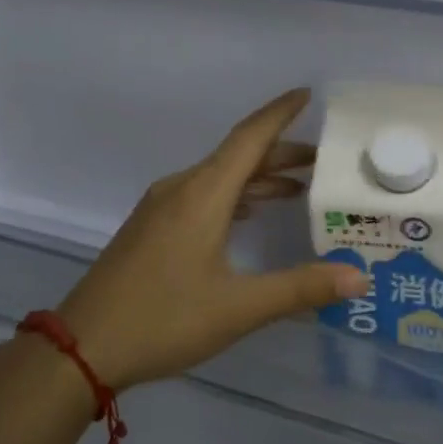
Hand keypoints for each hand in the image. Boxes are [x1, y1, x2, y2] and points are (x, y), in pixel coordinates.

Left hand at [55, 89, 369, 389]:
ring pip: (218, 178)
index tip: (308, 94)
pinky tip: (246, 217)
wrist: (82, 348)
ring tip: (295, 189)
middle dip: (280, 154)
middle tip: (323, 163)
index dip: (280, 114)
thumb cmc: (164, 319)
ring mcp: (159, 209)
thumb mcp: (239, 307)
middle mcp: (180, 190)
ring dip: (256, 178)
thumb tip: (359, 275)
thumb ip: (301, 288)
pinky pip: (200, 196)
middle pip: (237, 157)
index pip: (249, 138)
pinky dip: (233, 197)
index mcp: (202, 194)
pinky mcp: (149, 230)